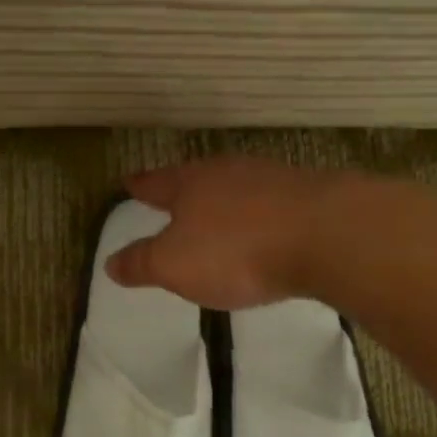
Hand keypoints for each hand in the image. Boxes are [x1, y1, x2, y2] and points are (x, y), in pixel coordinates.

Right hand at [105, 157, 340, 309]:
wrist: (325, 234)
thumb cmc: (236, 250)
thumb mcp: (174, 265)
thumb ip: (142, 263)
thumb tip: (110, 262)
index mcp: (190, 184)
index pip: (156, 183)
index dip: (140, 186)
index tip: (128, 183)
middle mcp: (228, 172)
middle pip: (198, 178)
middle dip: (184, 189)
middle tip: (173, 196)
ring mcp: (271, 179)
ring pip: (237, 186)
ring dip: (225, 200)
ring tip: (218, 214)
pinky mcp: (308, 195)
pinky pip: (271, 203)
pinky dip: (260, 214)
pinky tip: (265, 228)